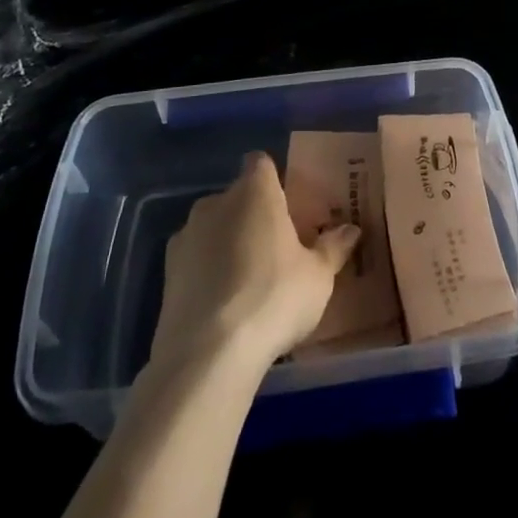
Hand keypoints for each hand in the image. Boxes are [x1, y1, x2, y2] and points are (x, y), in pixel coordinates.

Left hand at [151, 151, 360, 374]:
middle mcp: (216, 202)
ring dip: (226, 242)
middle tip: (275, 247)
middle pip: (237, 196)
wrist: (207, 354)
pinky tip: (221, 303)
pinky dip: (206, 271)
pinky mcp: (166, 272)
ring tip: (247, 280)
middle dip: (252, 214)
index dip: (273, 178)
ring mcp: (186, 236)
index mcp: (255, 192)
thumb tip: (351, 229)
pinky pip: (194, 258)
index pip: (260, 163)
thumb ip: (333, 248)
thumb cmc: (274, 298)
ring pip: (212, 227)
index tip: (287, 203)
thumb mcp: (318, 277)